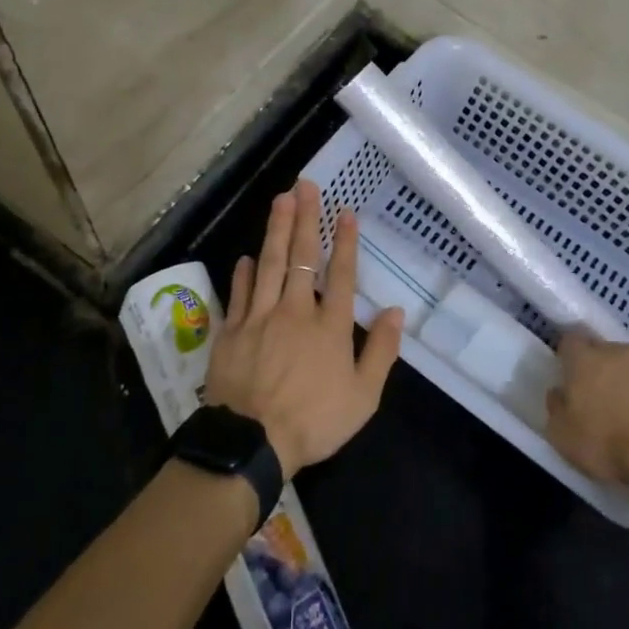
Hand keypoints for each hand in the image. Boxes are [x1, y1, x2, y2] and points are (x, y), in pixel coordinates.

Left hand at [204, 180, 404, 478]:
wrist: (252, 442)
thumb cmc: (314, 421)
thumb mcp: (364, 396)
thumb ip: (382, 351)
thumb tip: (396, 311)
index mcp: (330, 326)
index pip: (342, 273)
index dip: (345, 240)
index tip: (344, 210)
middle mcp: (296, 311)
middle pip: (302, 257)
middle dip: (306, 219)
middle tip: (305, 185)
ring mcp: (260, 317)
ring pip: (269, 264)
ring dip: (276, 230)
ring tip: (280, 199)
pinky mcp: (232, 331)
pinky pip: (239, 294)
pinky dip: (243, 273)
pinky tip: (247, 256)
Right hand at [546, 327, 628, 490]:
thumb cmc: (607, 442)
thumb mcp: (562, 435)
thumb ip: (556, 407)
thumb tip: (559, 393)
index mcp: (583, 359)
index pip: (569, 341)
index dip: (568, 357)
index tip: (568, 376)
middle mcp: (615, 351)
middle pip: (601, 350)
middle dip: (597, 367)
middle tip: (596, 396)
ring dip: (625, 380)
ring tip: (626, 409)